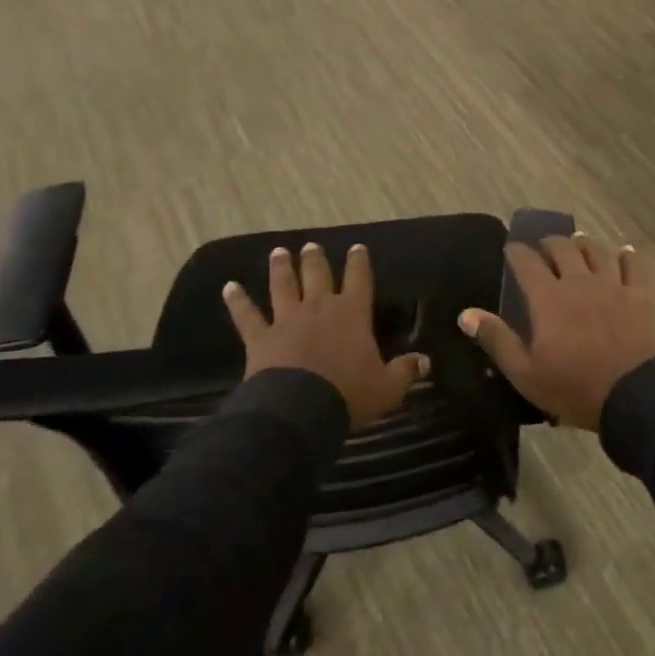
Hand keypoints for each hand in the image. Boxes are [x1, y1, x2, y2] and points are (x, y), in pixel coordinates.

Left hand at [222, 243, 426, 429]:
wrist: (299, 410)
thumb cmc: (349, 394)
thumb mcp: (387, 387)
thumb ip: (405, 371)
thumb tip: (424, 361)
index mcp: (353, 313)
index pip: (359, 279)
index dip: (359, 262)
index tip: (357, 247)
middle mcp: (320, 307)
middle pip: (318, 275)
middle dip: (316, 259)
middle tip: (312, 245)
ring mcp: (287, 320)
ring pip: (284, 286)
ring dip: (282, 268)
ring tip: (279, 252)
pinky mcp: (261, 338)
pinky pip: (246, 316)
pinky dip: (237, 301)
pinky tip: (229, 287)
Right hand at [457, 234, 654, 430]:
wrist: (635, 396)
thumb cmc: (575, 388)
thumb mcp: (526, 374)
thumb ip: (497, 340)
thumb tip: (466, 313)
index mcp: (548, 298)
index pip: (527, 262)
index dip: (516, 252)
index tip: (510, 249)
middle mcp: (579, 281)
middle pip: (563, 248)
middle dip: (549, 243)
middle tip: (543, 247)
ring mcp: (613, 285)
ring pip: (597, 251)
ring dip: (584, 244)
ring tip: (578, 244)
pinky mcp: (640, 294)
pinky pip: (633, 264)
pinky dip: (626, 255)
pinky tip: (623, 252)